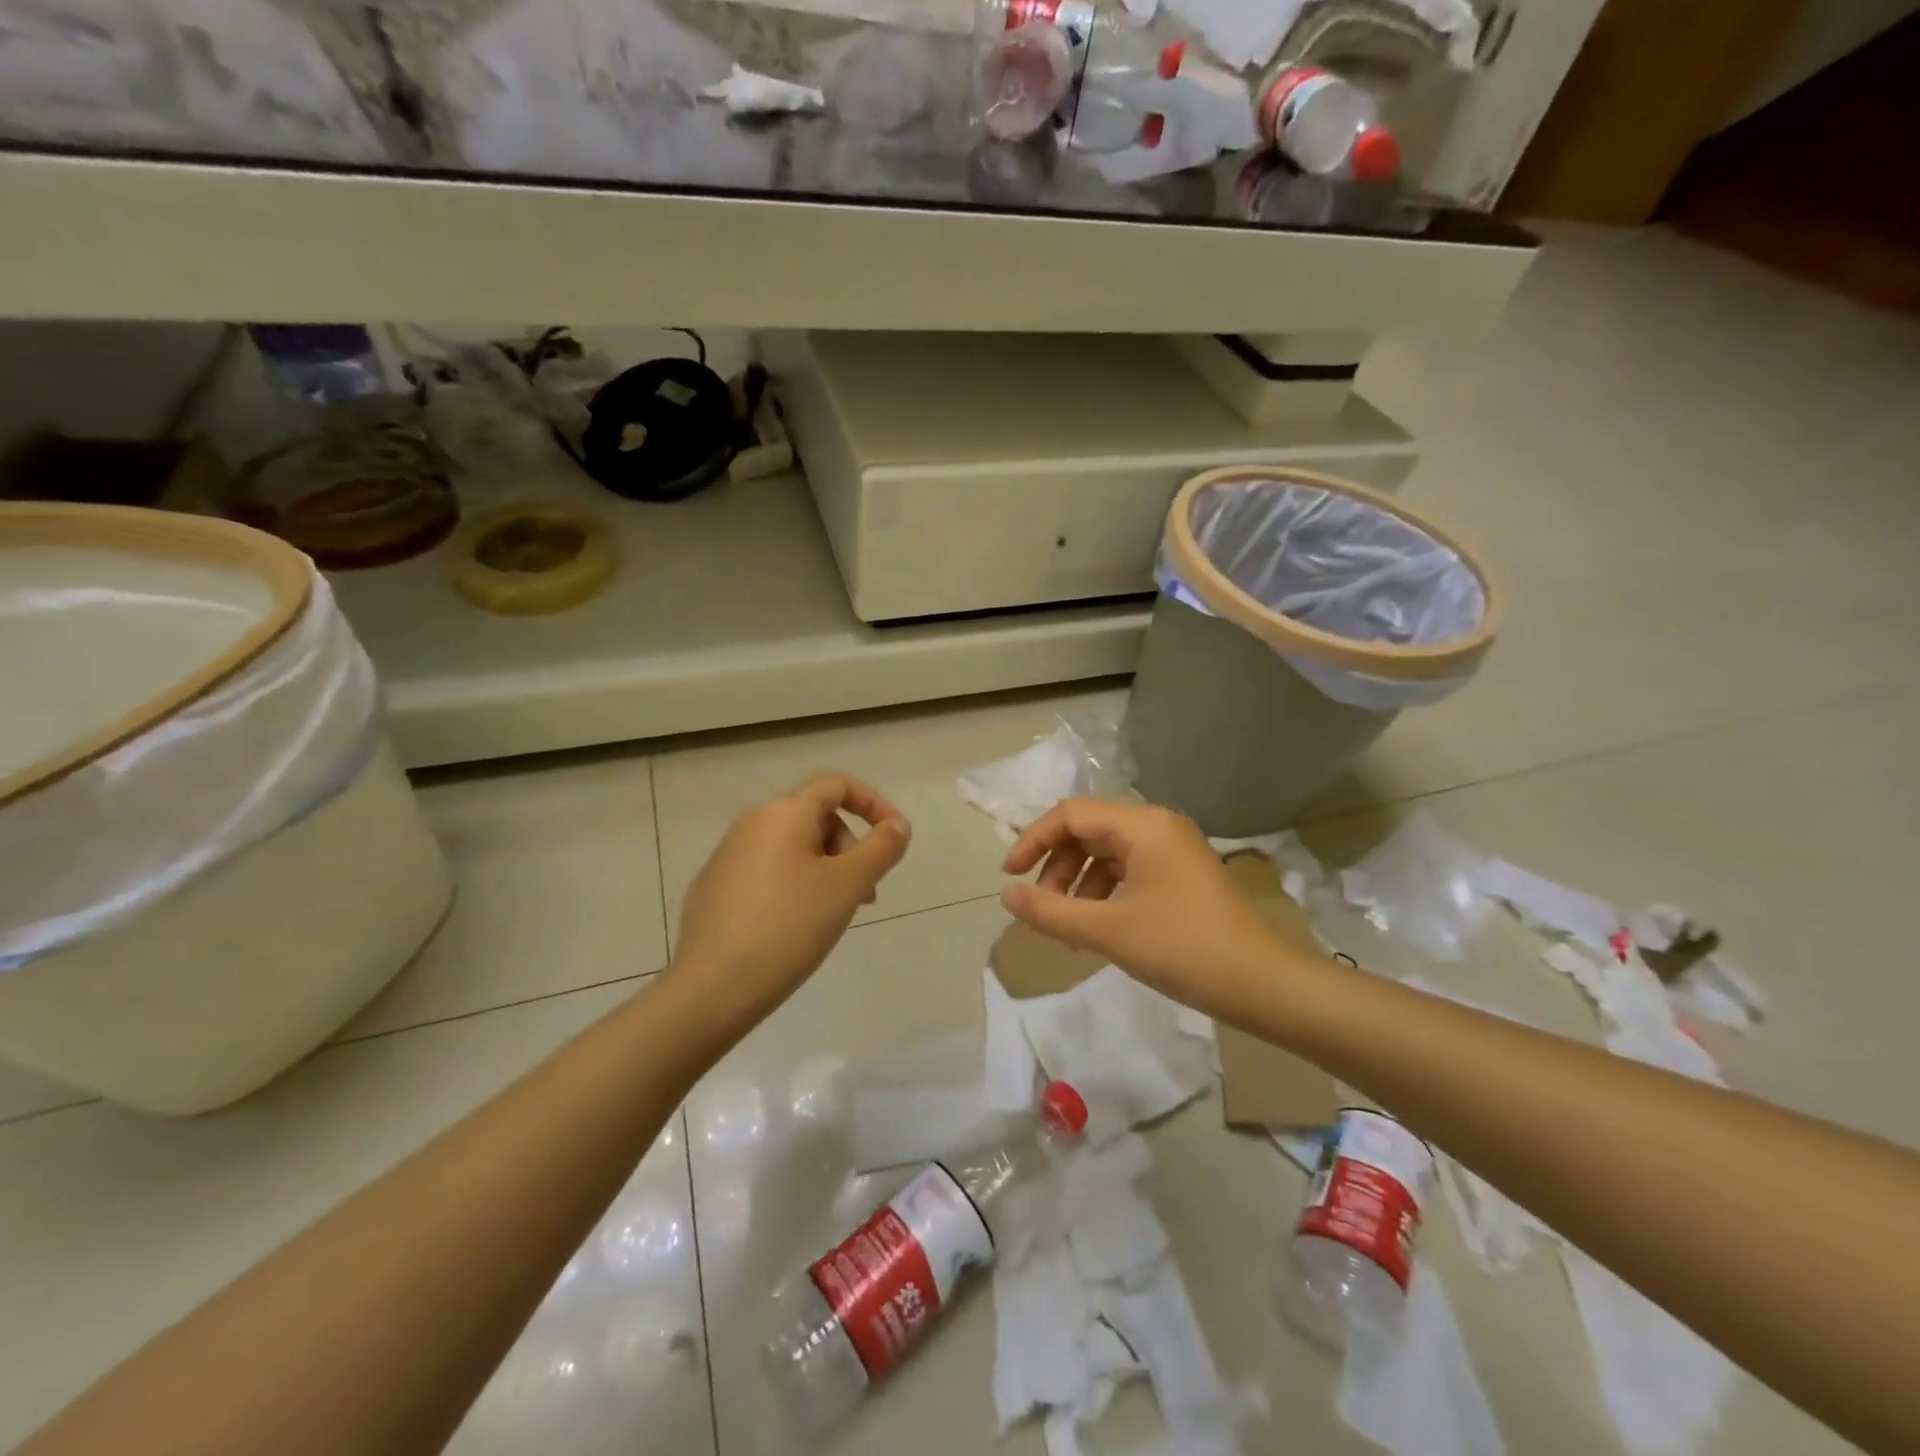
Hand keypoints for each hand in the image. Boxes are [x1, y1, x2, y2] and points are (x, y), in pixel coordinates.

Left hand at [670, 773, 910, 1034]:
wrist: (713, 987)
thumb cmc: (790, 926)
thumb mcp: (848, 886)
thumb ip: (881, 848)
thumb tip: (897, 826)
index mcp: (784, 813)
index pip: (837, 785)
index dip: (873, 803)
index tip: (894, 838)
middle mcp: (751, 823)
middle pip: (815, 817)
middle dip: (849, 848)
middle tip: (864, 894)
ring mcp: (726, 856)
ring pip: (791, 848)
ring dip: (824, 870)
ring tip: (832, 915)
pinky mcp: (712, 888)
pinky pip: (765, 872)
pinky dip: (792, 886)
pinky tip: (793, 929)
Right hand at [1001, 799, 1282, 1017]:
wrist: (1261, 984)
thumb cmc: (1181, 948)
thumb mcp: (1106, 931)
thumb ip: (1050, 911)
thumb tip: (1007, 895)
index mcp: (1142, 825)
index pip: (1071, 814)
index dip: (1033, 841)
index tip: (1010, 877)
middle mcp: (1158, 825)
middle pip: (1089, 830)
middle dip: (1057, 866)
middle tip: (1042, 908)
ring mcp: (1173, 849)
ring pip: (1107, 852)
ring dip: (1079, 882)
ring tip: (1068, 926)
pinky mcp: (1182, 874)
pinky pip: (1129, 870)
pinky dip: (1104, 892)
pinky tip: (1097, 927)